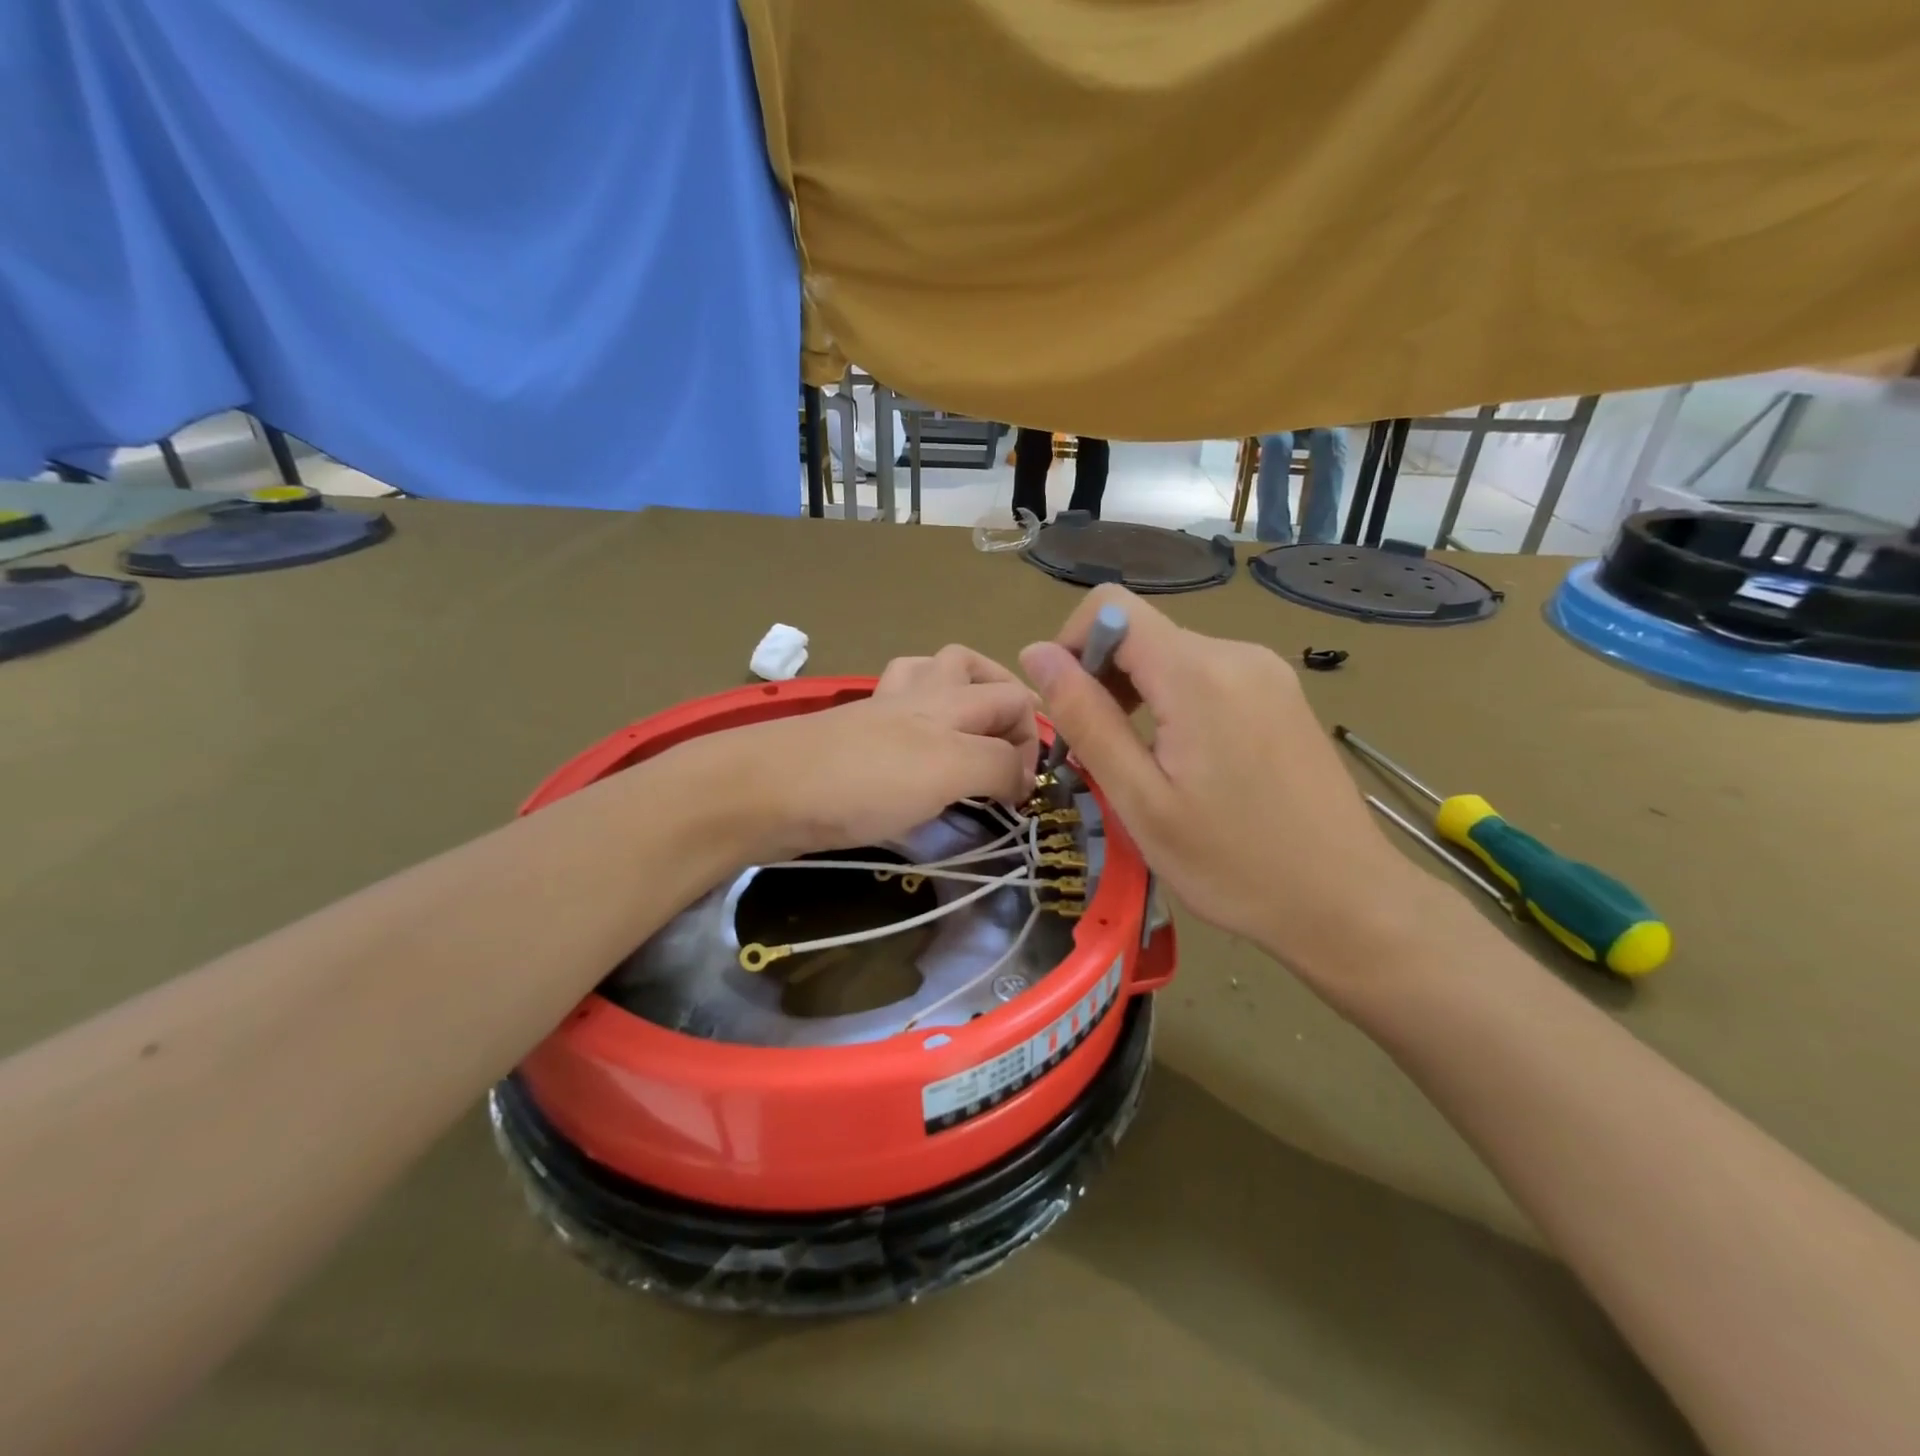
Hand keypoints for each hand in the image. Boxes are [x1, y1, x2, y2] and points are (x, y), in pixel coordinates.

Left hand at [713, 646, 1040, 860]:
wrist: (766, 791)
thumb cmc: (864, 779)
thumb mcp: (948, 769)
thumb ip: (996, 765)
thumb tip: (1021, 778)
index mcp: (948, 699)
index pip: (1013, 700)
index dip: (1032, 741)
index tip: (1025, 794)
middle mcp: (917, 695)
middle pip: (970, 667)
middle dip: (1002, 698)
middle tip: (1010, 747)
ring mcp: (878, 712)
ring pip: (927, 676)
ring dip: (957, 694)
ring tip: (968, 732)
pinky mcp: (851, 738)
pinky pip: (894, 712)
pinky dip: (915, 721)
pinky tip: (915, 752)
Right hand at [1019, 587, 1440, 982]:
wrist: (1347, 902)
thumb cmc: (1232, 864)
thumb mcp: (1140, 800)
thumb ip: (1085, 718)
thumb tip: (1034, 653)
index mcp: (1198, 673)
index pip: (1111, 605)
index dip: (1072, 643)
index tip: (1069, 708)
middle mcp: (1237, 653)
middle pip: (1142, 633)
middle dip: (1104, 680)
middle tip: (1102, 755)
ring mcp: (1268, 672)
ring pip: (1173, 657)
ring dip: (1139, 696)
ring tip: (1144, 767)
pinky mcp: (1282, 694)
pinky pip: (1209, 677)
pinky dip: (1177, 704)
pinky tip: (1188, 764)